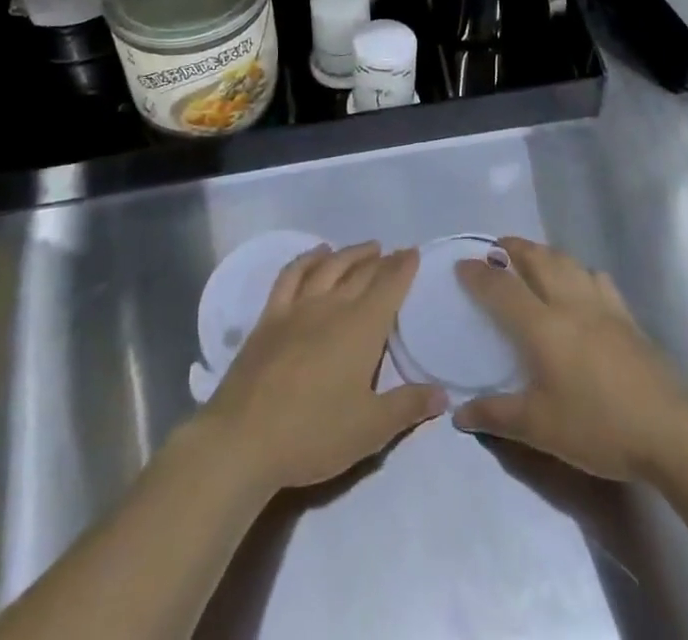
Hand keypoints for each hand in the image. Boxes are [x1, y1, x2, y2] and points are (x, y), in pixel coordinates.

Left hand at [201, 242, 445, 494]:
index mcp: (362, 327)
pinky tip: (316, 254)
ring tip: (366, 248)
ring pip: (330, 267)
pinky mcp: (270, 317)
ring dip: (350, 253)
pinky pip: (291, 275)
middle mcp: (333, 306)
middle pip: (362, 273)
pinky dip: (307, 259)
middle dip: (382, 260)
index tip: (413, 252)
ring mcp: (298, 307)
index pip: (389, 286)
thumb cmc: (314, 434)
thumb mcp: (371, 430)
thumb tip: (444, 394)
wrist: (244, 438)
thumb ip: (408, 407)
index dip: (403, 267)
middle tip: (394, 253)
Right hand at [453, 237, 687, 481]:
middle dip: (512, 248)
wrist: (669, 429)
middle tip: (496, 249)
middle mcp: (569, 303)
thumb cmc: (598, 426)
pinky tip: (581, 284)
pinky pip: (597, 279)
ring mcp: (602, 305)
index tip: (461, 264)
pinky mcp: (626, 316)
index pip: (501, 288)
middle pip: (537, 259)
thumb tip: (458, 415)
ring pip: (567, 262)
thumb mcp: (540, 428)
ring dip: (544, 253)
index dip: (478, 274)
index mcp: (542, 325)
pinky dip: (580, 272)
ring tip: (533, 258)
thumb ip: (496, 415)